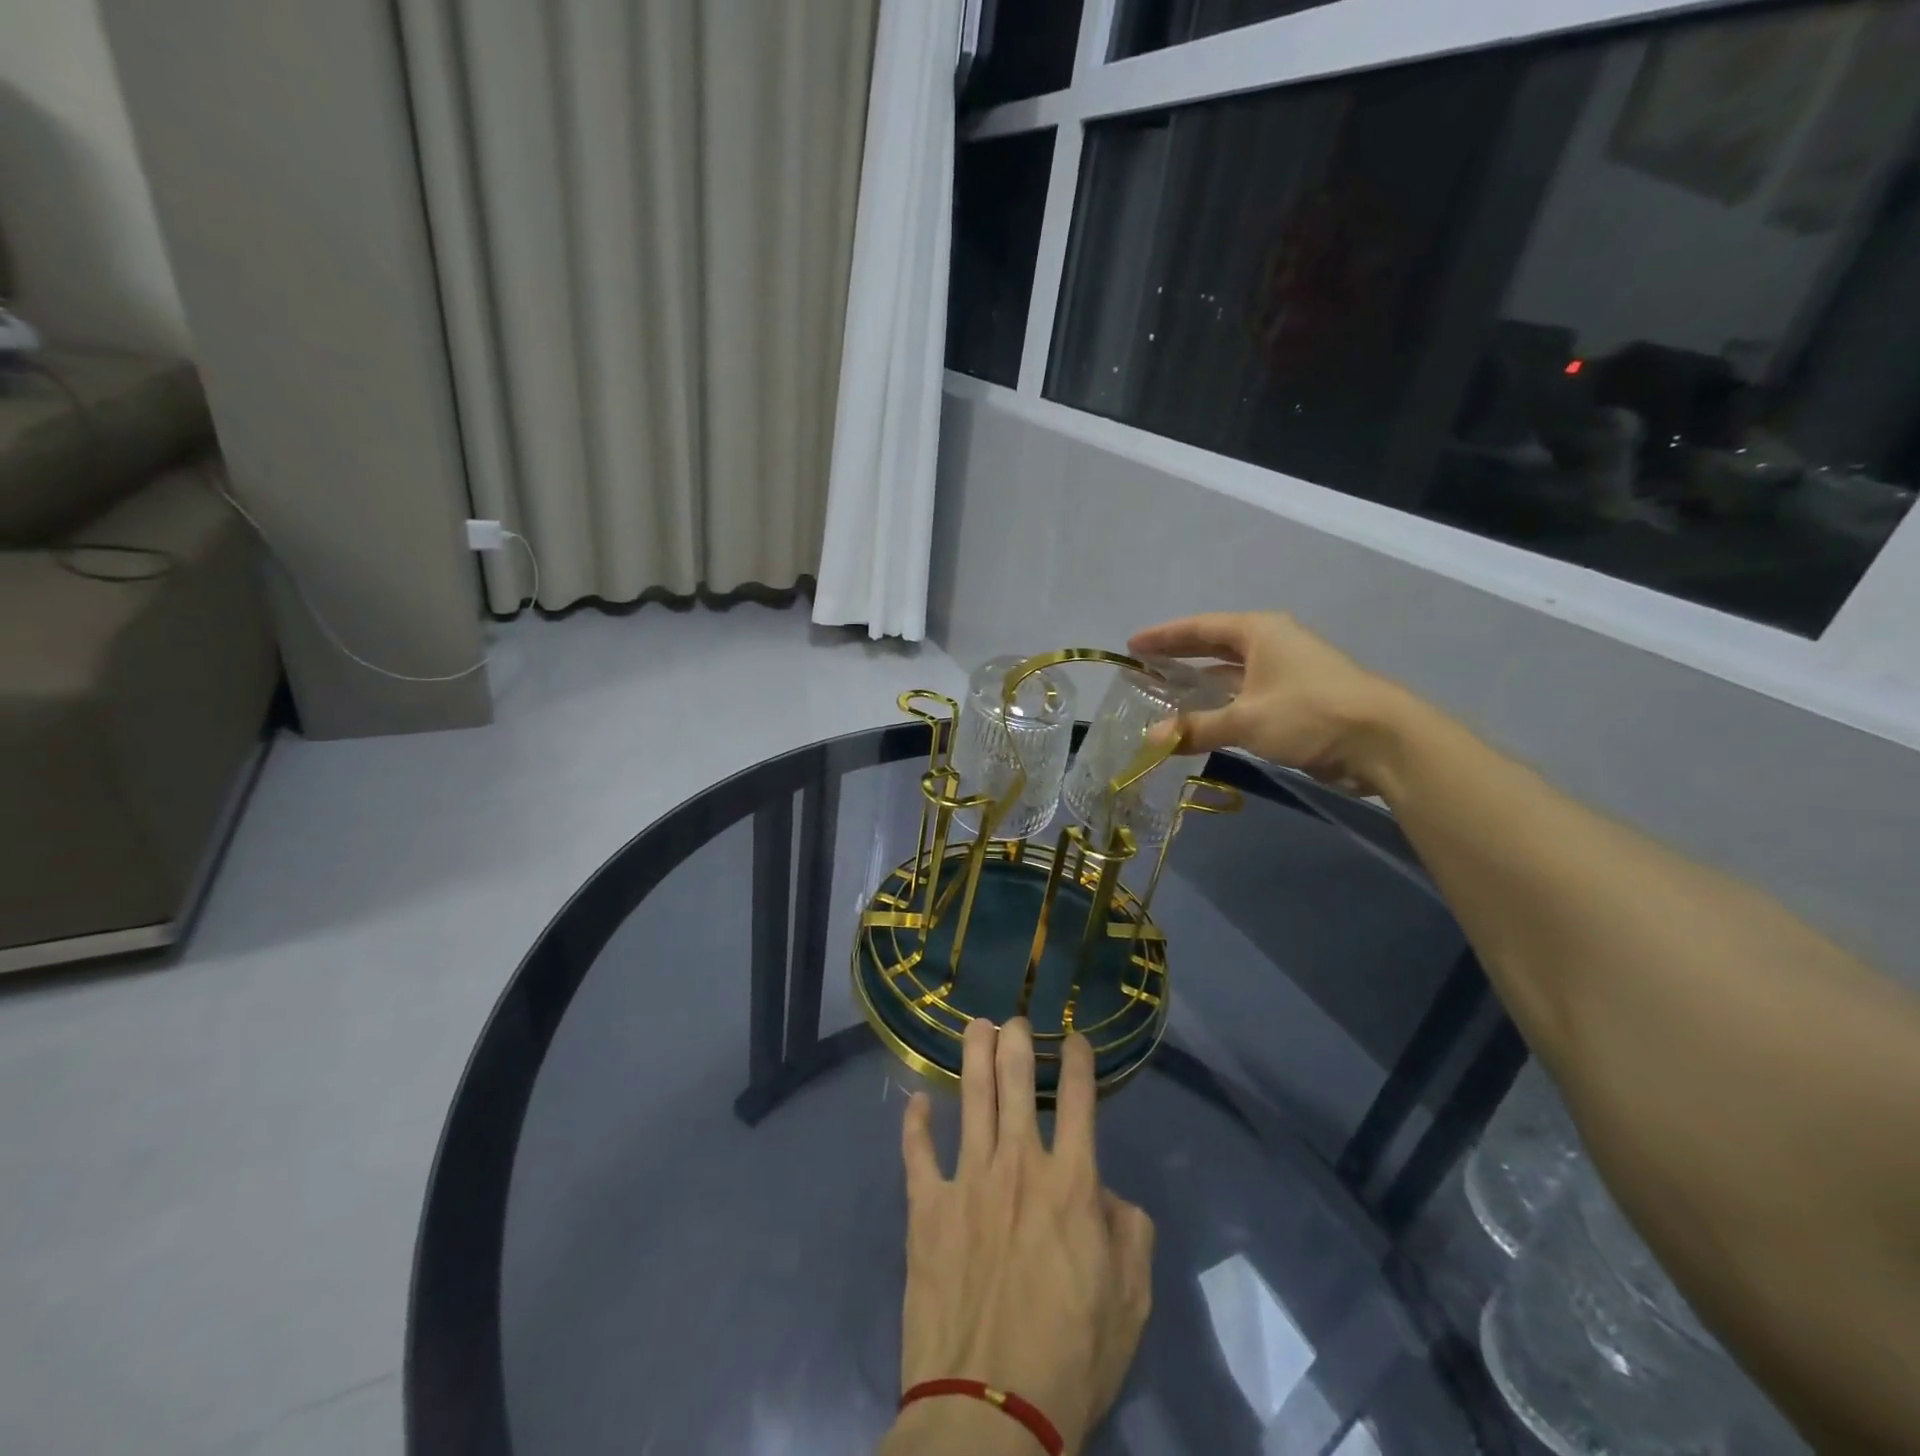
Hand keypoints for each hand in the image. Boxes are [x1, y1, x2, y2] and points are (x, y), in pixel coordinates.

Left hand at [883, 1019, 1154, 1455]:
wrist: (989, 1412)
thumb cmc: (1070, 1358)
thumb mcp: (1130, 1301)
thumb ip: (1130, 1233)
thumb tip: (1107, 1194)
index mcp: (1071, 1184)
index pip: (1079, 1101)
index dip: (1079, 1060)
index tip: (1075, 1037)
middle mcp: (1018, 1165)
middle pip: (1016, 1082)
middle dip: (1016, 1041)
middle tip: (1013, 1019)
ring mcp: (967, 1181)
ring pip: (970, 1099)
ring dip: (973, 1056)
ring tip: (974, 1026)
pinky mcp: (926, 1208)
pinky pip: (917, 1153)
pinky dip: (914, 1124)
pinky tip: (914, 1101)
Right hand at [1129, 611, 1399, 794]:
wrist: (1381, 740)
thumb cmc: (1308, 713)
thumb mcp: (1245, 720)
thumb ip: (1195, 727)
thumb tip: (1150, 740)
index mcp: (1259, 632)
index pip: (1200, 628)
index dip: (1164, 637)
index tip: (1132, 645)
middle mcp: (1273, 643)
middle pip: (1215, 645)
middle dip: (1181, 655)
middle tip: (1146, 665)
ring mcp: (1288, 670)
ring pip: (1233, 672)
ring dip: (1202, 683)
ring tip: (1167, 692)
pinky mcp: (1299, 698)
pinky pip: (1247, 694)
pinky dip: (1223, 703)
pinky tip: (1204, 718)